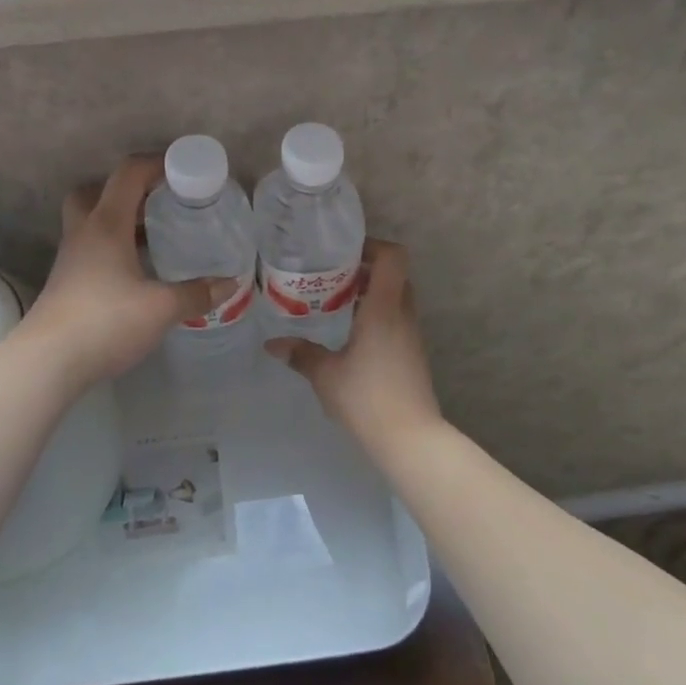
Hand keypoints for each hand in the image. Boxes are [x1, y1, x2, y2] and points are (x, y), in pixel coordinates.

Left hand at [22, 156, 230, 388]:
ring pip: (90, 221)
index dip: (155, 163)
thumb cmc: (105, 321)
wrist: (47, 362)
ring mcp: (70, 258)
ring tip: (153, 234)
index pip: (128, 174)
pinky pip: (91, 247)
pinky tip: (135, 269)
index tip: (183, 168)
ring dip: (119, 219)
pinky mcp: (66, 282)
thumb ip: (196, 294)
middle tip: (157, 200)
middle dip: (126, 189)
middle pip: (95, 191)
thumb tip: (230, 283)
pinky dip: (113, 246)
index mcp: (106, 224)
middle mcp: (84, 232)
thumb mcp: (161, 308)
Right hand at [267, 241, 443, 453]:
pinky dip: (377, 314)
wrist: (410, 439)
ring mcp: (412, 335)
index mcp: (384, 308)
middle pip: (394, 275)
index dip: (373, 245)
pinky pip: (397, 318)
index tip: (345, 251)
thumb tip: (273, 344)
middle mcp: (403, 314)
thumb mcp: (326, 374)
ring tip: (337, 301)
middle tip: (334, 275)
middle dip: (367, 268)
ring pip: (397, 297)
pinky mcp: (412, 354)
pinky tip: (351, 332)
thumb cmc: (367, 397)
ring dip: (372, 293)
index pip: (393, 257)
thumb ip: (300, 354)